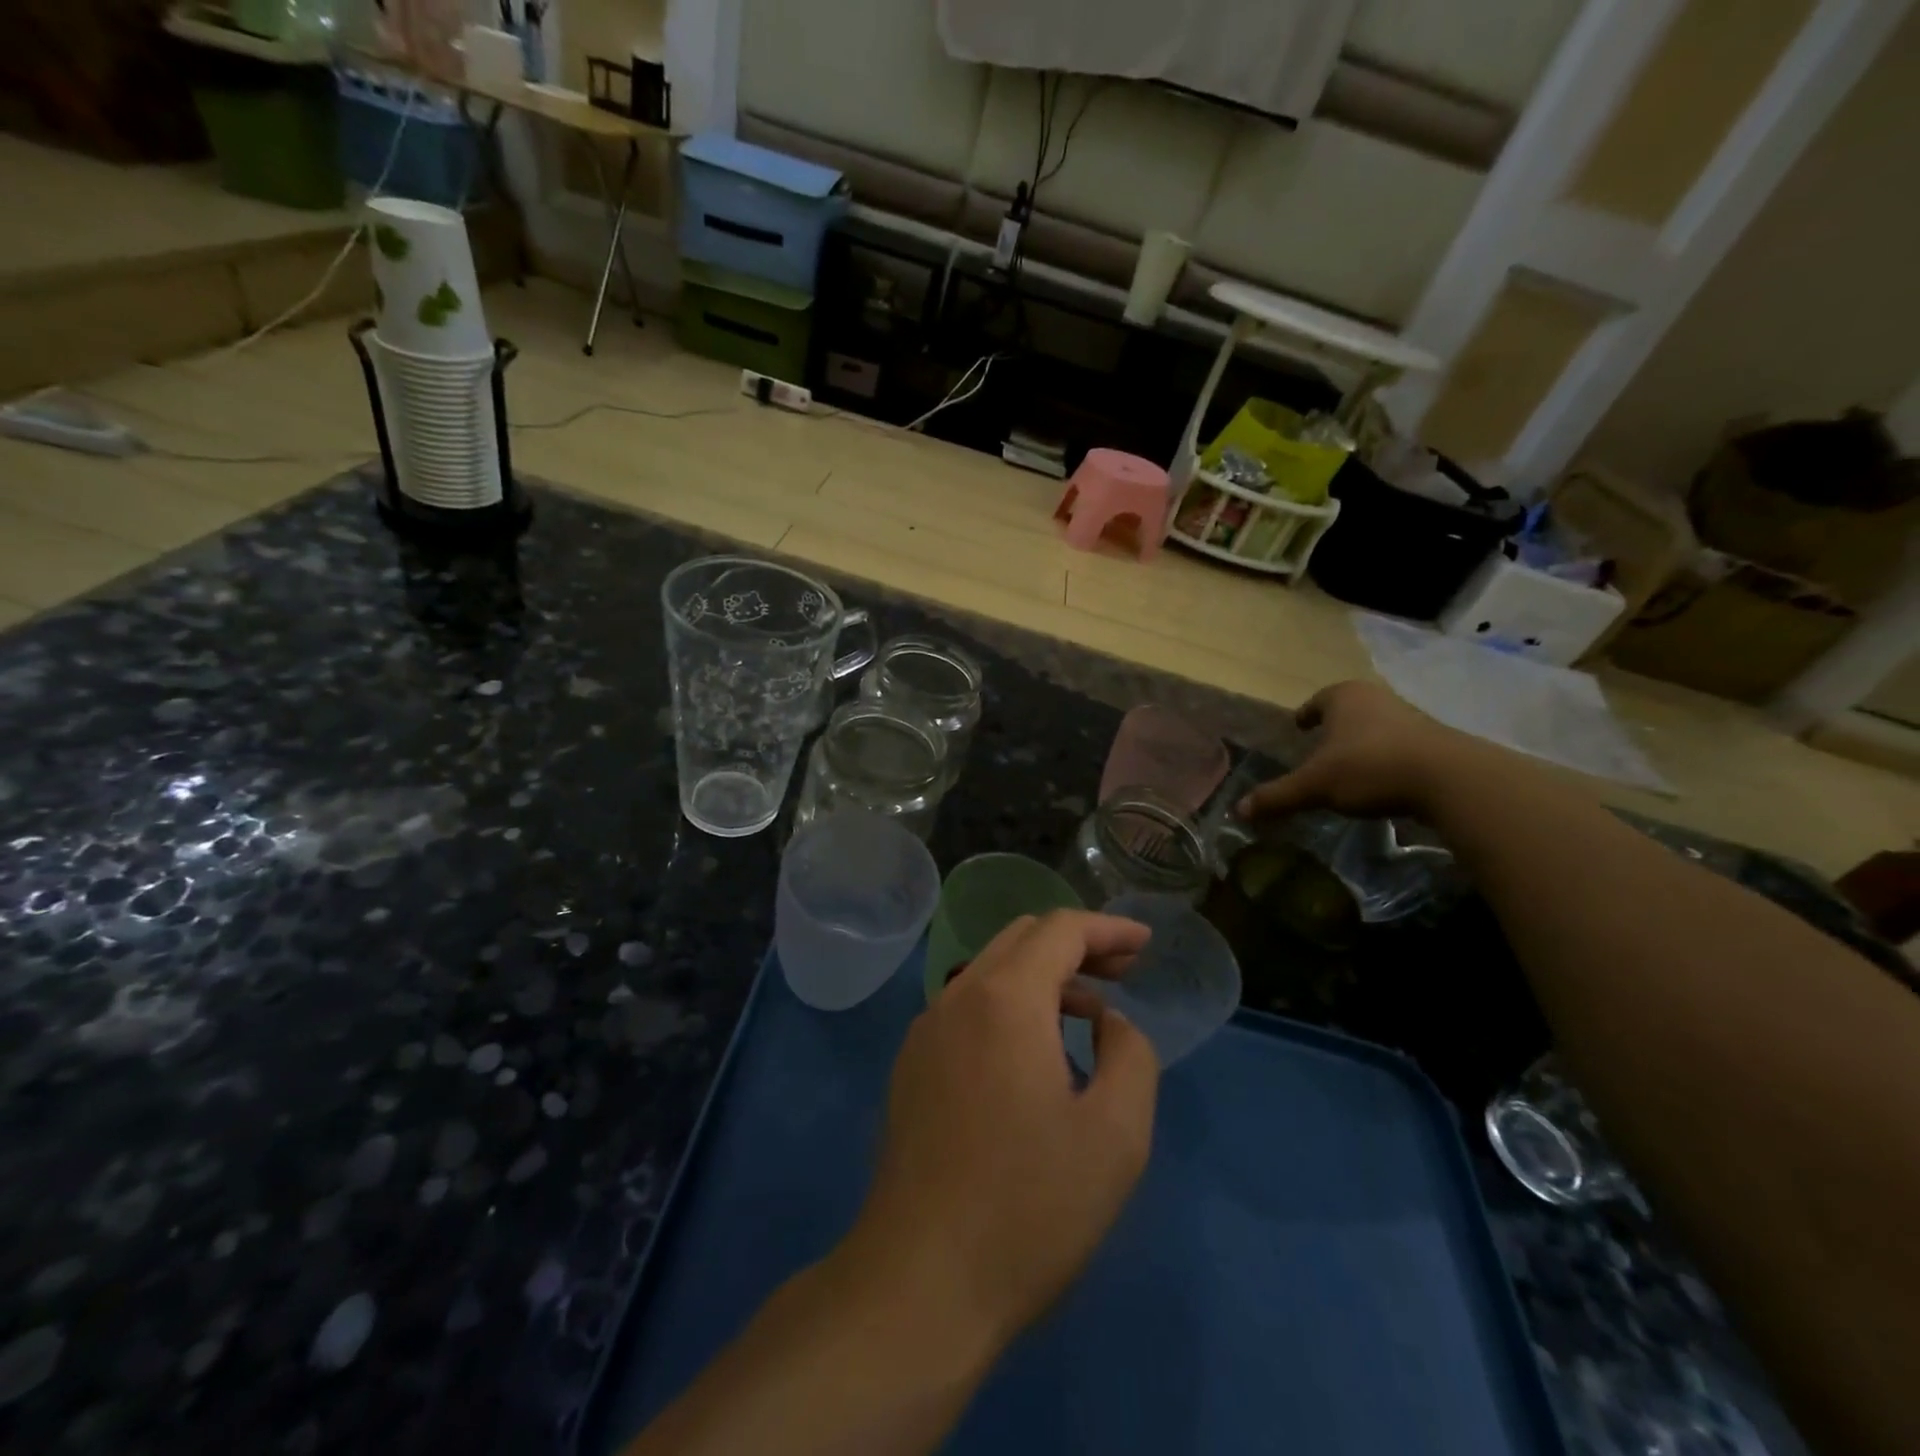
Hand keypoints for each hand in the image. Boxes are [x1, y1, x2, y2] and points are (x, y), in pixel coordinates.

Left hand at [844, 911, 1159, 1348]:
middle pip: (1022, 939)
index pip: (1060, 930)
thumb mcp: (1115, 1135)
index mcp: (1004, 998)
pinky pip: (968, 1008)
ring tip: (1089, 1016)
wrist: (920, 1281)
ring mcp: (926, 1031)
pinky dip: (1011, 1006)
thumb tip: (1109, 1023)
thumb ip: (1130, 1056)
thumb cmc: (1029, 1207)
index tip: (1145, 942)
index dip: (1108, 928)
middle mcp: (957, 997)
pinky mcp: (912, 1066)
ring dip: (1043, 976)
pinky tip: (1036, 1055)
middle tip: (1123, 971)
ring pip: (991, 972)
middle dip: (1077, 945)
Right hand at [1237, 680, 1480, 821]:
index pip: (1318, 700)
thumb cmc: (1369, 768)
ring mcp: (1411, 717)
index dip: (1307, 713)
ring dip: (1363, 742)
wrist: (1450, 779)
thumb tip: (1238, 810)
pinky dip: (1387, 758)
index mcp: (1344, 697)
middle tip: (1320, 747)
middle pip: (1350, 710)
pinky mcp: (1437, 742)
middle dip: (1335, 727)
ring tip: (1350, 767)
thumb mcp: (1315, 786)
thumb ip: (1278, 796)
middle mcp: (1377, 698)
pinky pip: (1401, 746)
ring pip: (1377, 726)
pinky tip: (1382, 781)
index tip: (1299, 726)